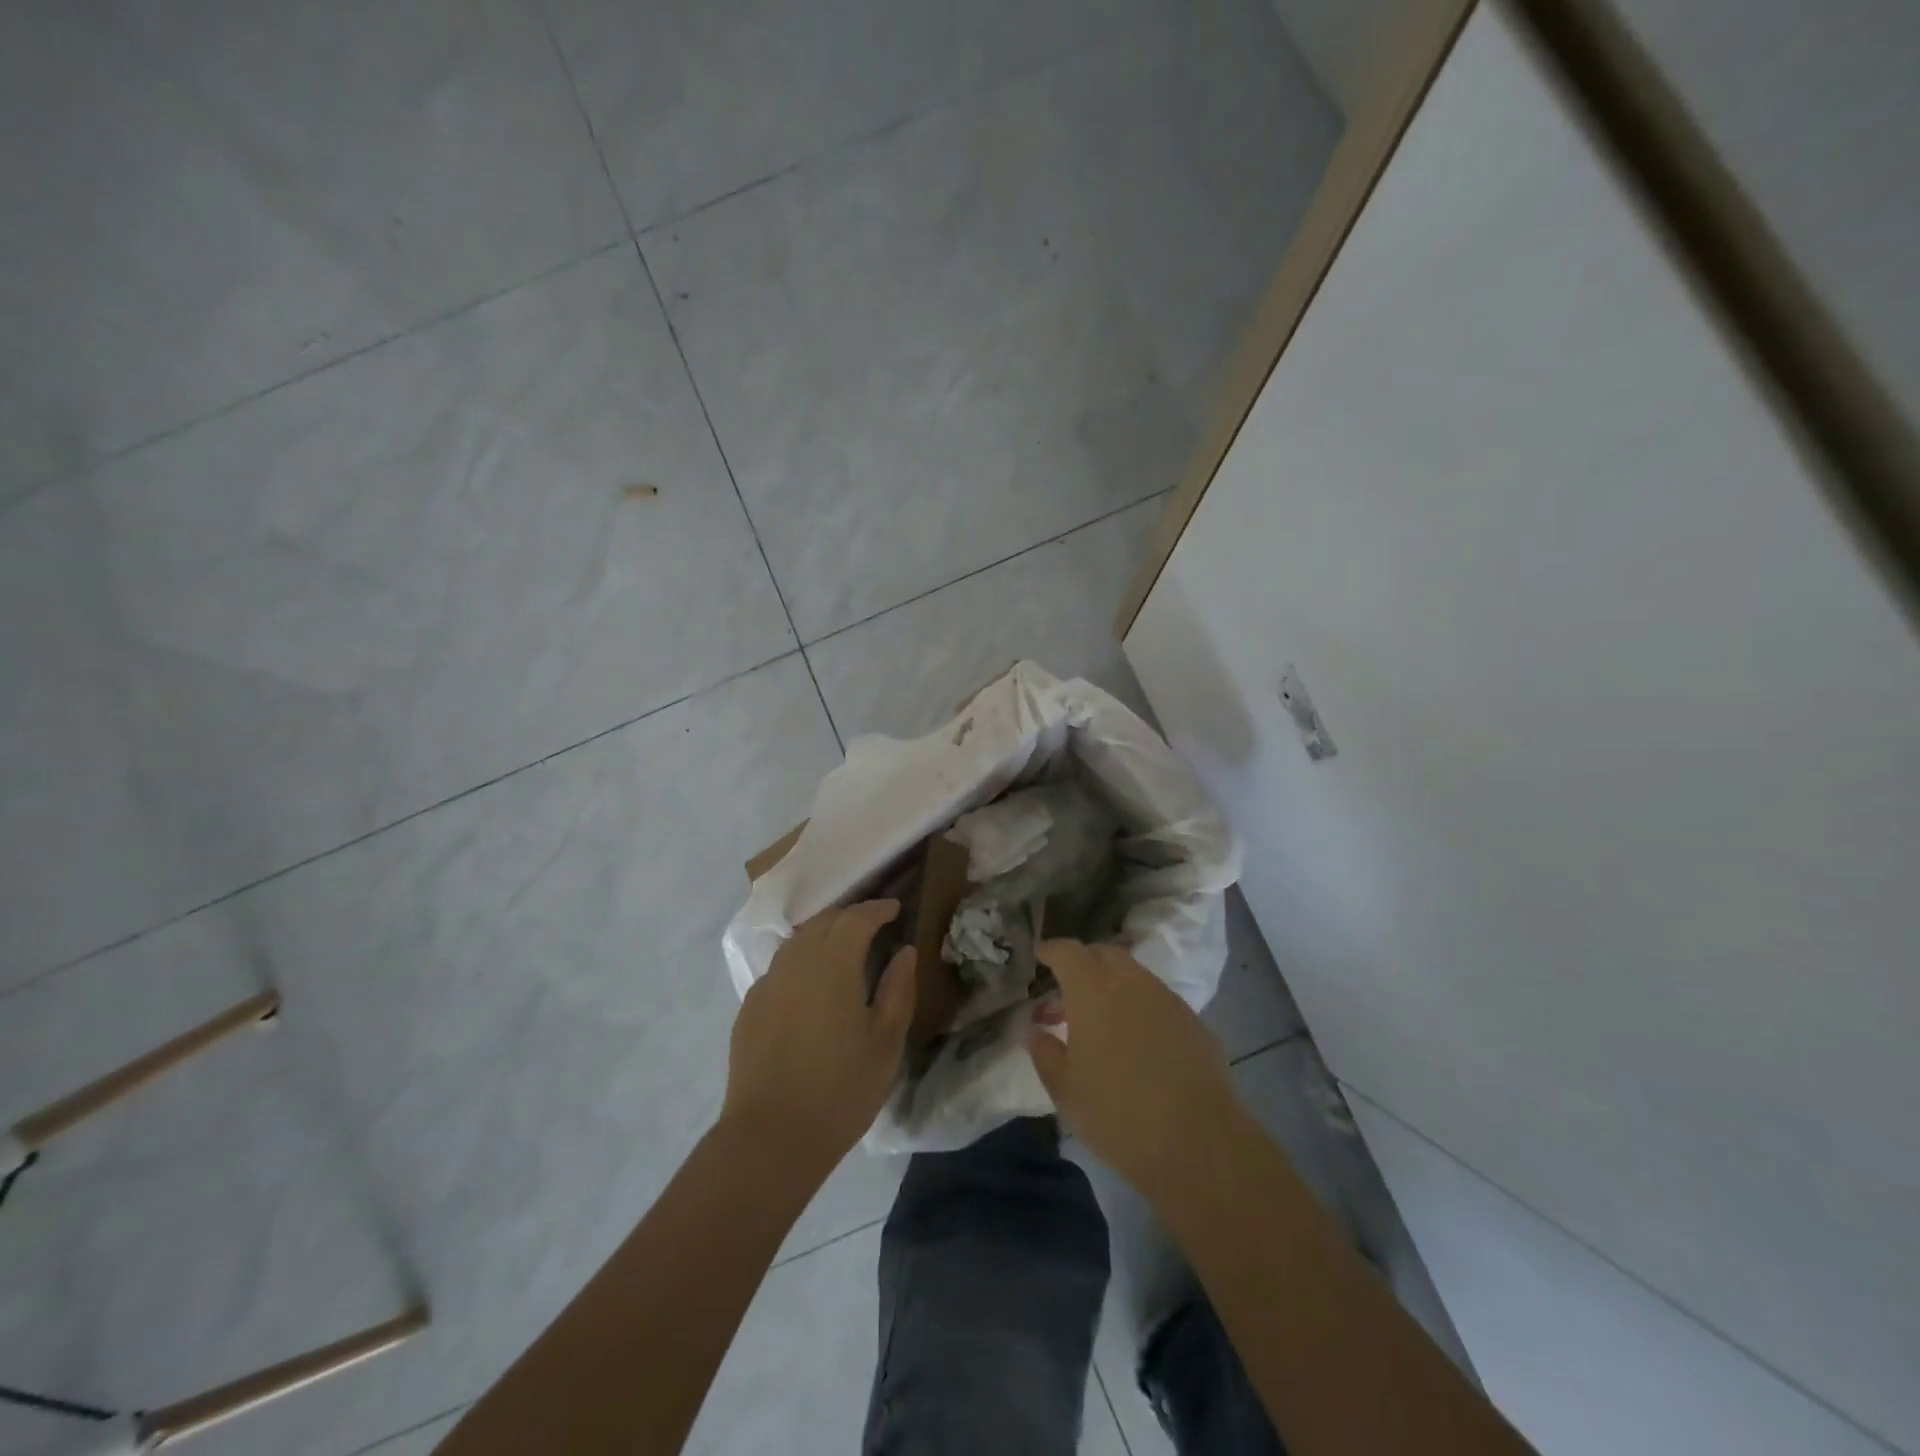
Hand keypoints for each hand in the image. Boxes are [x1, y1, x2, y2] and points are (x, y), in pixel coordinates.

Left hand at [722, 900, 915, 1173]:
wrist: (771, 1137)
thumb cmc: (841, 1089)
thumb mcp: (886, 1042)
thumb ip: (898, 989)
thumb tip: (905, 952)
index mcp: (833, 964)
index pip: (856, 918)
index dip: (877, 909)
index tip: (895, 908)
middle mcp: (796, 962)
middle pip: (824, 922)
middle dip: (850, 917)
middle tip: (873, 926)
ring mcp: (767, 983)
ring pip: (798, 942)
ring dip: (823, 936)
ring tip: (843, 952)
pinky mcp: (750, 1008)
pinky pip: (780, 969)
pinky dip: (801, 963)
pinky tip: (811, 988)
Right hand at [1028, 939, 1245, 1202]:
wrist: (1199, 1143)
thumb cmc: (1118, 1114)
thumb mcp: (1065, 1090)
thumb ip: (1044, 1052)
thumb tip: (1035, 1030)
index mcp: (1093, 990)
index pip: (1067, 951)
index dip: (1051, 951)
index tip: (1039, 957)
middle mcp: (1131, 982)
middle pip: (1103, 953)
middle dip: (1083, 963)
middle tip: (1067, 991)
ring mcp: (1167, 999)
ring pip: (1133, 975)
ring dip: (1112, 985)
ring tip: (1101, 1021)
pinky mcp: (1193, 1021)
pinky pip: (1157, 999)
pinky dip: (1139, 1007)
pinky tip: (1136, 1042)